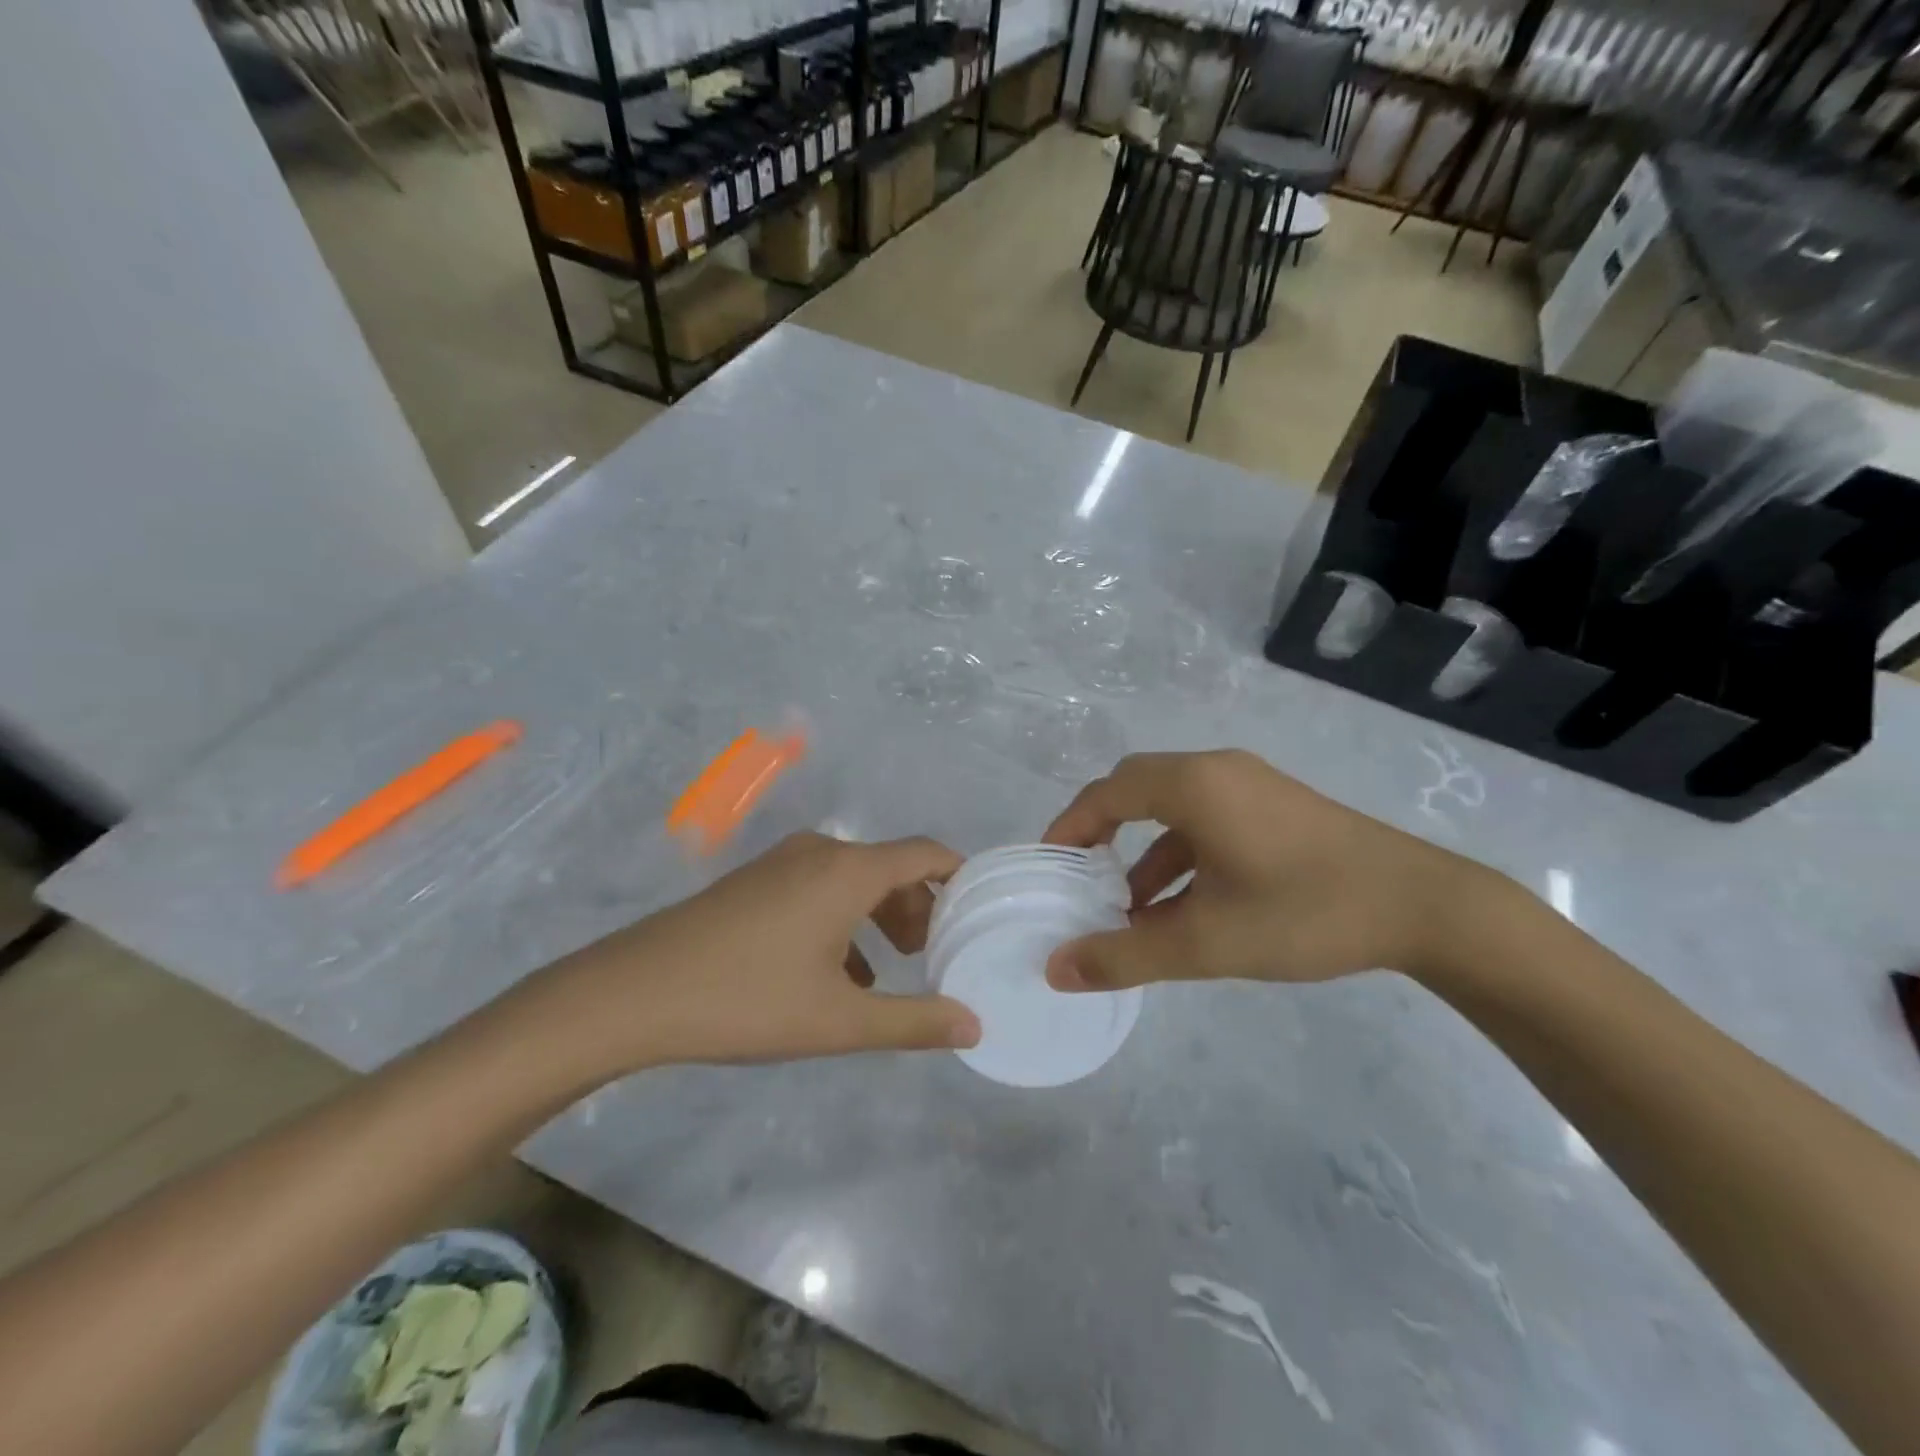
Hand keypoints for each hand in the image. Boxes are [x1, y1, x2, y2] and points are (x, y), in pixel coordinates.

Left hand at [538, 833, 982, 1073]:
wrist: (635, 993)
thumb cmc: (748, 1001)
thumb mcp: (839, 1021)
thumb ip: (912, 1021)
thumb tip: (973, 1025)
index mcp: (848, 871)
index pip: (924, 853)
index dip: (957, 873)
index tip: (978, 905)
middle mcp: (819, 853)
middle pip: (889, 867)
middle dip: (918, 906)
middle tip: (933, 953)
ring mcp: (781, 863)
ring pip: (851, 879)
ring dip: (879, 915)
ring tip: (891, 967)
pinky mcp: (754, 882)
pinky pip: (817, 888)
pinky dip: (842, 919)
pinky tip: (838, 972)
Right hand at [1042, 750, 1502, 992]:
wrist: (1426, 908)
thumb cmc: (1304, 912)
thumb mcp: (1206, 943)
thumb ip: (1124, 957)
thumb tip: (1056, 969)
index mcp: (1193, 786)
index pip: (1107, 792)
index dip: (1069, 827)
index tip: (1047, 867)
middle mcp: (1216, 772)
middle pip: (1136, 790)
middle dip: (1101, 834)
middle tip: (1078, 880)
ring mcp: (1250, 786)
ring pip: (1173, 809)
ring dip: (1143, 853)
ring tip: (1127, 910)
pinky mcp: (1276, 808)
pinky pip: (1207, 821)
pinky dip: (1181, 857)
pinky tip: (1182, 908)